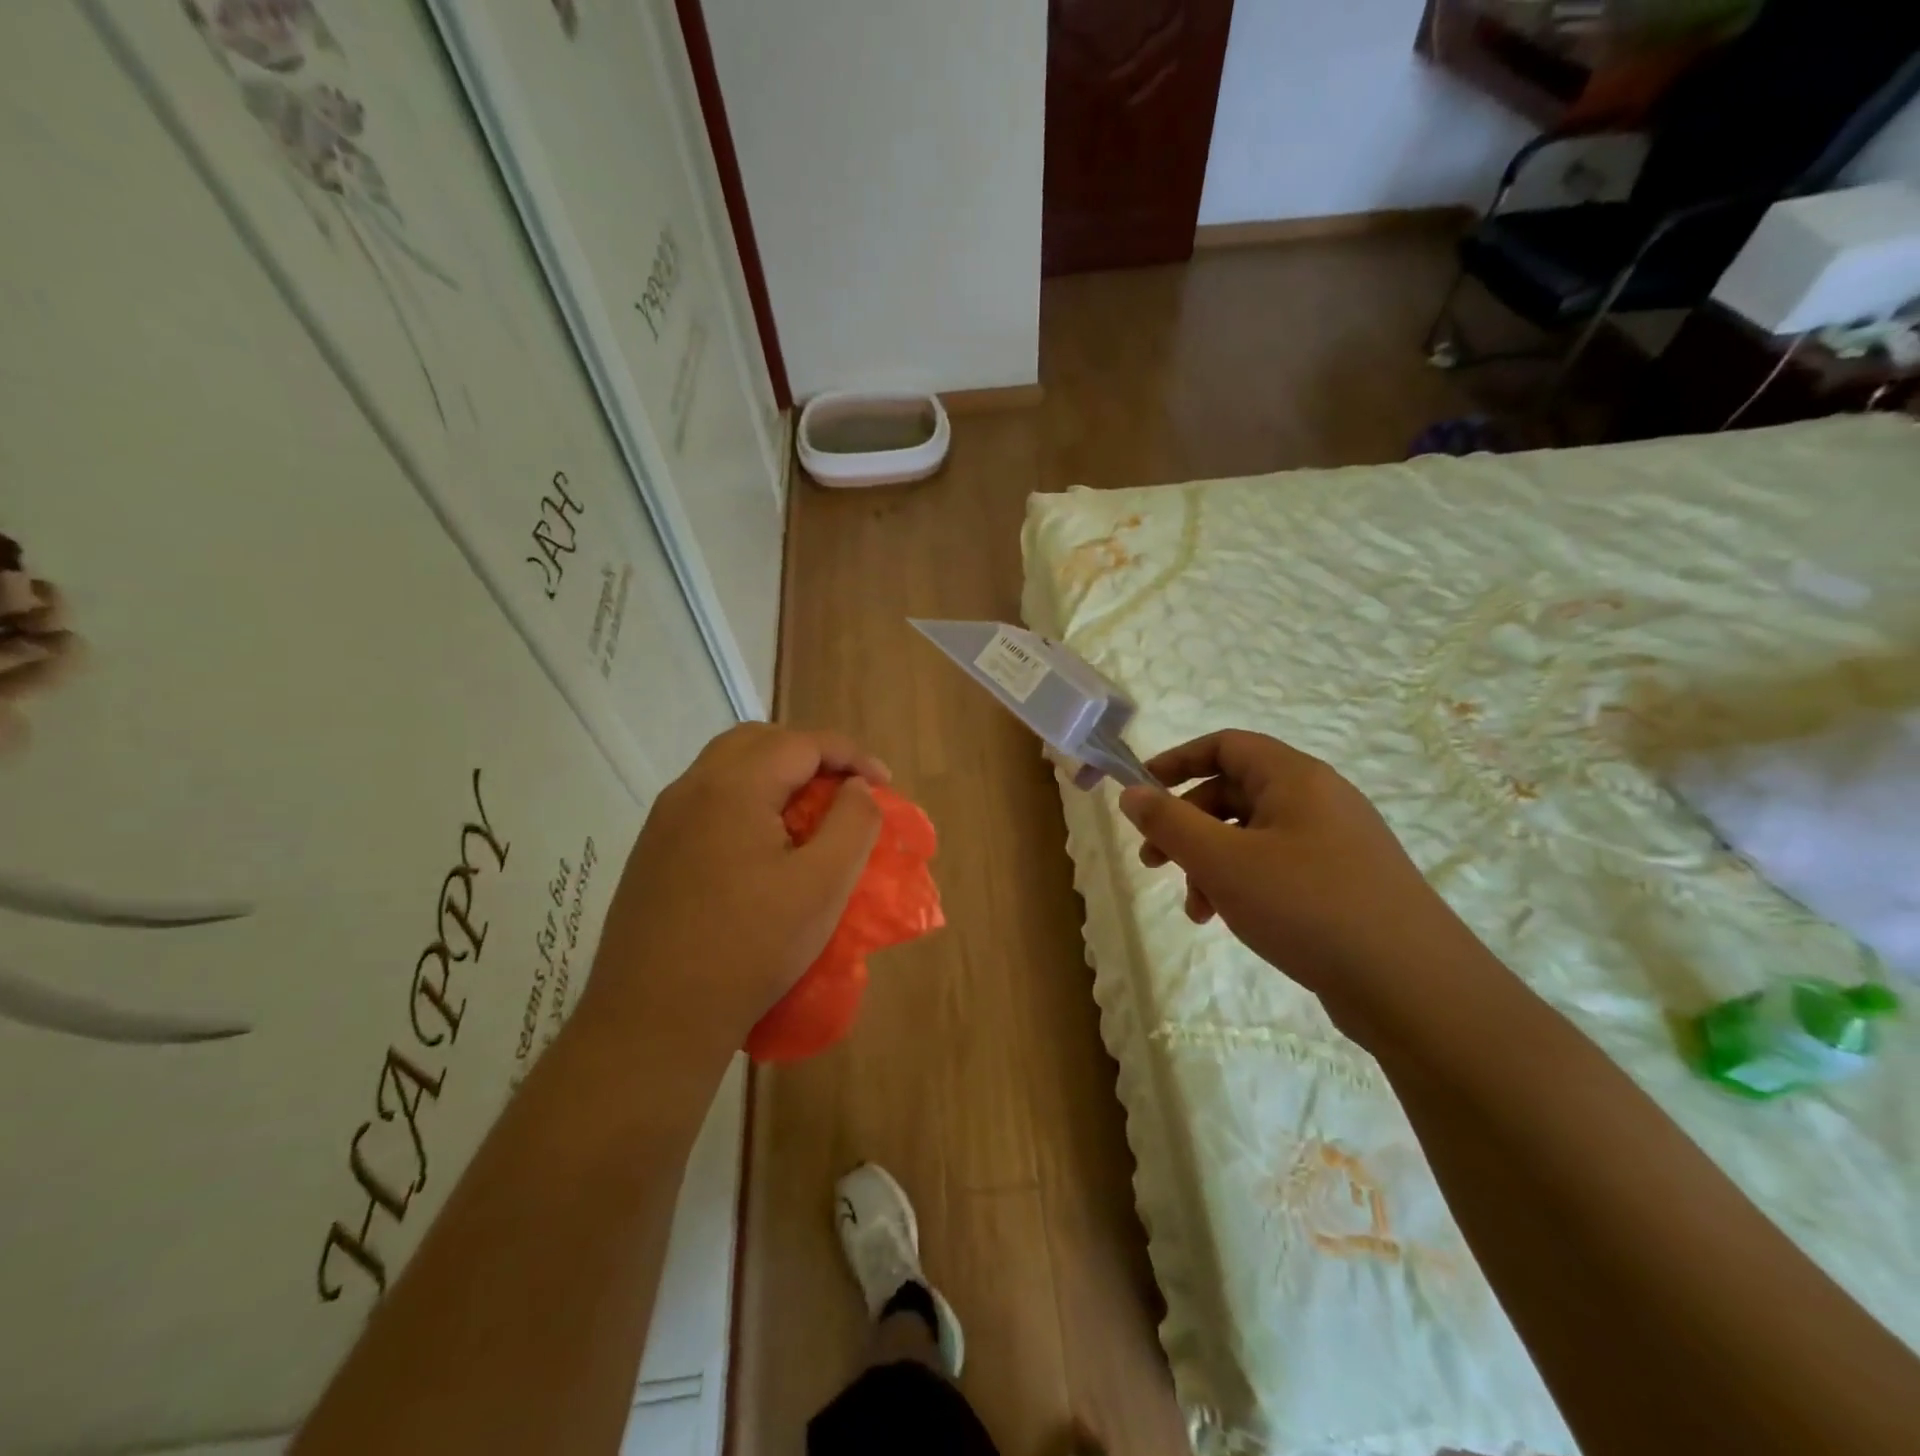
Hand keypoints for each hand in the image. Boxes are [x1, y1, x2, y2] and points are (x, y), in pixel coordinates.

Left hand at [581, 724, 887, 1069]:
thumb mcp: (823, 885)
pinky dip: (747, 799)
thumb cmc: (750, 948)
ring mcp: (664, 820)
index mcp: (732, 787)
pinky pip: (707, 800)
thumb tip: (857, 787)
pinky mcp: (652, 851)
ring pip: (728, 767)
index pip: (801, 742)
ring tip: (809, 812)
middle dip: (811, 754)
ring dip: (775, 774)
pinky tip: (763, 844)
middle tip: (845, 789)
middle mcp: (691, 789)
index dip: (851, 755)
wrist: (653, 1020)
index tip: (885, 783)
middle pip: (759, 741)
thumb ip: (852, 822)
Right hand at [1119, 730, 1474, 1020]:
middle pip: (1234, 793)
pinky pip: (1277, 868)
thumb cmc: (1308, 906)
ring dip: (1210, 864)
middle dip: (1186, 825)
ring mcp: (1335, 844)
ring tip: (1195, 908)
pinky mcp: (1343, 884)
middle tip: (1152, 861)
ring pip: (1251, 837)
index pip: (1226, 745)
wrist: (1414, 986)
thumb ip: (1169, 823)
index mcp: (1295, 778)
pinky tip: (1228, 921)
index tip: (1141, 791)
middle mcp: (1318, 801)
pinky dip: (1242, 885)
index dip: (1177, 762)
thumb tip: (1132, 793)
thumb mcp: (1222, 861)